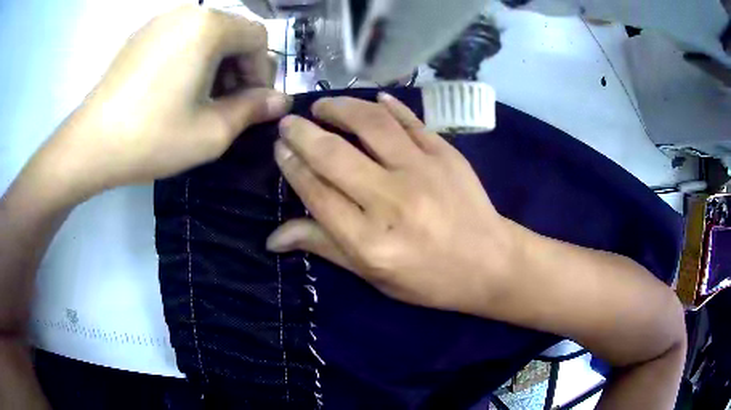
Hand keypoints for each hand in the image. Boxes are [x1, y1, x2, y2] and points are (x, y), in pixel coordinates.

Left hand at [36, 5, 289, 199]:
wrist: (90, 145)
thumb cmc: (151, 138)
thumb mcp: (211, 132)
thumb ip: (253, 111)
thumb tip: (281, 102)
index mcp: (209, 26)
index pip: (258, 38)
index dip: (262, 72)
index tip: (250, 105)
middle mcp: (188, 12)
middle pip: (233, 32)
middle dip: (238, 67)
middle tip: (225, 105)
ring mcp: (160, 20)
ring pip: (207, 34)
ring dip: (215, 63)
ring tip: (199, 99)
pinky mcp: (142, 34)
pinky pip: (180, 37)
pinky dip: (190, 58)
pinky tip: (175, 89)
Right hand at [267, 94, 515, 313]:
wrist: (489, 262)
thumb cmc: (428, 279)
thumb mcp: (372, 276)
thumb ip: (324, 247)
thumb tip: (273, 237)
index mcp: (369, 241)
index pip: (316, 192)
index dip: (292, 166)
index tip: (279, 148)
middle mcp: (391, 201)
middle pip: (334, 155)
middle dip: (302, 133)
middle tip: (288, 122)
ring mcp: (422, 171)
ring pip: (370, 125)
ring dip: (340, 108)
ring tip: (322, 106)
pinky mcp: (445, 154)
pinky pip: (410, 121)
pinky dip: (388, 106)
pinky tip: (372, 99)